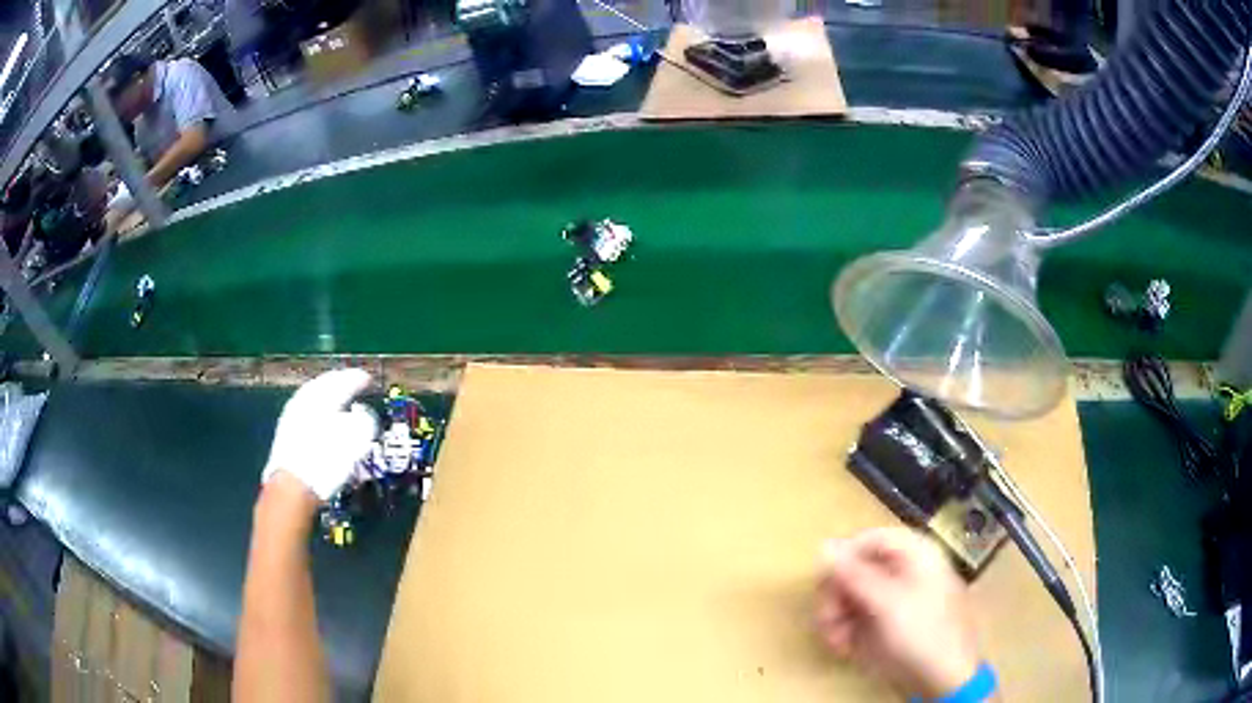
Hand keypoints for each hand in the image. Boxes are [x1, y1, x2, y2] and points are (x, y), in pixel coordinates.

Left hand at [262, 368, 377, 500]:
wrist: (294, 486)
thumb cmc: (327, 460)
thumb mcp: (356, 439)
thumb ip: (363, 420)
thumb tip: (363, 413)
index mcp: (321, 396)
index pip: (342, 381)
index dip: (357, 379)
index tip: (368, 379)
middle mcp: (305, 399)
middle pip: (324, 385)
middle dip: (339, 383)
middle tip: (353, 384)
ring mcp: (292, 415)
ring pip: (313, 398)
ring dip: (327, 397)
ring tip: (339, 402)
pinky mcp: (286, 433)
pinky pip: (305, 411)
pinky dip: (317, 411)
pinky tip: (323, 421)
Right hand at [816, 527, 980, 698]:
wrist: (942, 677)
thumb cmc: (922, 633)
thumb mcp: (888, 603)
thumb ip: (856, 574)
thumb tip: (824, 545)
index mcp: (915, 554)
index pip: (870, 539)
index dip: (845, 556)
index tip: (825, 582)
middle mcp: (903, 571)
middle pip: (856, 567)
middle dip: (837, 594)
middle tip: (827, 617)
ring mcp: (894, 598)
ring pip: (851, 594)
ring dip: (836, 616)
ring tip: (835, 640)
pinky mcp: (885, 622)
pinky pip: (855, 617)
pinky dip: (844, 630)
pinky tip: (844, 647)